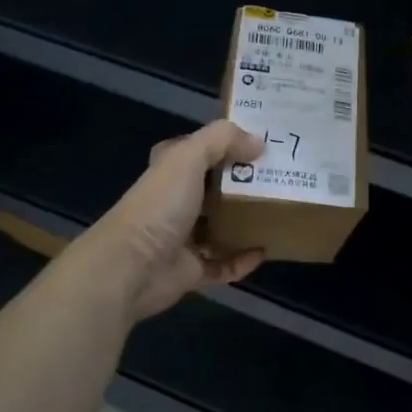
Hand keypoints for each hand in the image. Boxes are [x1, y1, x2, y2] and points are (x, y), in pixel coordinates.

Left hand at [88, 119, 265, 320]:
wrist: (131, 268)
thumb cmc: (159, 206)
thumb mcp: (188, 157)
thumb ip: (222, 140)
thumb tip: (258, 143)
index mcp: (169, 172)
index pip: (194, 151)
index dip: (222, 144)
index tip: (257, 142)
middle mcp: (174, 203)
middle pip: (213, 189)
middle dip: (242, 184)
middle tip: (280, 177)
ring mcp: (182, 239)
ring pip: (219, 227)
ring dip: (244, 223)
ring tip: (279, 212)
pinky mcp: (190, 271)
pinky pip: (223, 264)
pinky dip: (242, 260)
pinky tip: (265, 251)